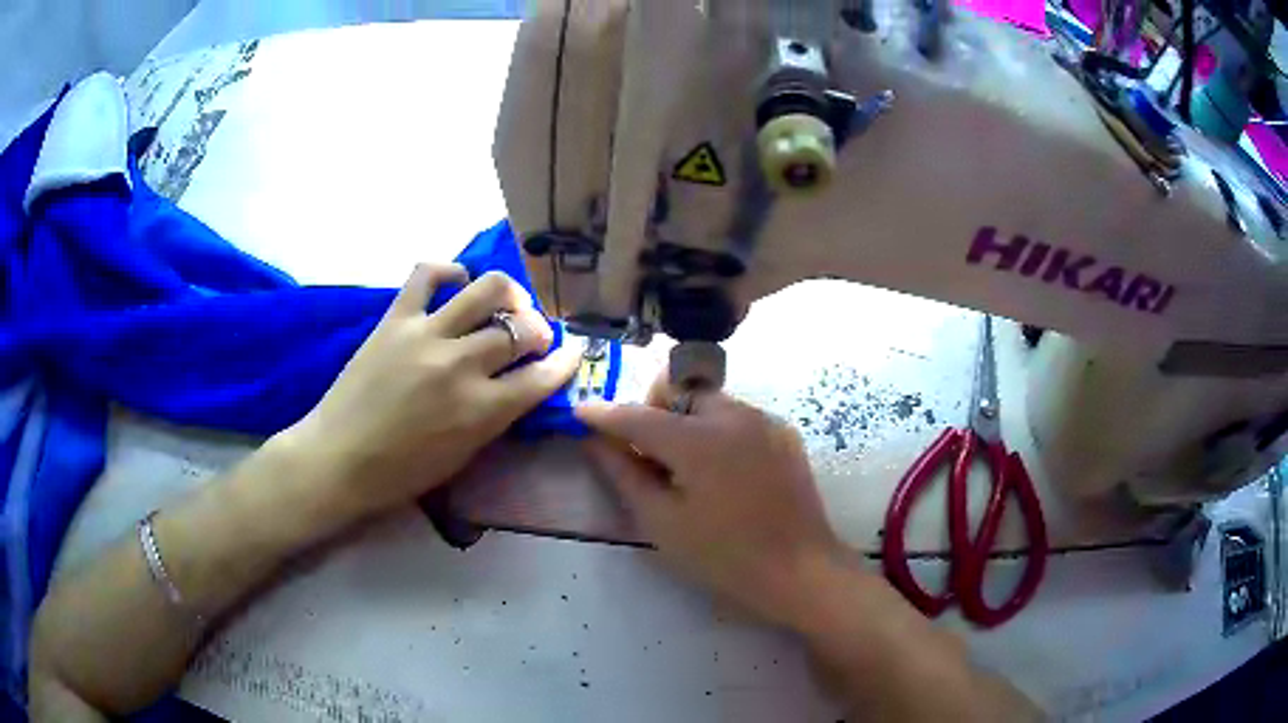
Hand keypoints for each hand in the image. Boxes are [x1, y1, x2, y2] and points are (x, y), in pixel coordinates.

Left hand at [285, 263, 580, 522]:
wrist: (338, 460)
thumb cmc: (402, 473)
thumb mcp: (464, 455)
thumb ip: (497, 417)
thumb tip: (520, 385)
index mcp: (481, 412)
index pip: (542, 378)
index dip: (565, 363)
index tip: (572, 355)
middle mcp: (461, 366)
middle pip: (521, 330)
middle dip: (540, 331)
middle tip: (532, 337)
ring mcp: (427, 335)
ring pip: (488, 289)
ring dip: (510, 295)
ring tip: (506, 304)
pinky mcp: (396, 318)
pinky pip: (428, 273)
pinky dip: (450, 272)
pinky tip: (456, 284)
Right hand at [576, 379, 843, 624]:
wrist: (800, 570)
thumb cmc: (724, 556)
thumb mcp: (662, 522)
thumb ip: (624, 474)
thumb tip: (594, 441)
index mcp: (698, 439)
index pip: (637, 415)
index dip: (603, 414)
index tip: (580, 413)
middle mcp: (733, 415)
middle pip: (677, 392)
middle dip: (653, 412)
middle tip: (647, 455)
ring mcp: (764, 420)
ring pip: (709, 401)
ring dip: (686, 421)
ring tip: (687, 467)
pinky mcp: (784, 433)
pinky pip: (738, 417)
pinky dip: (717, 431)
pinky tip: (724, 472)